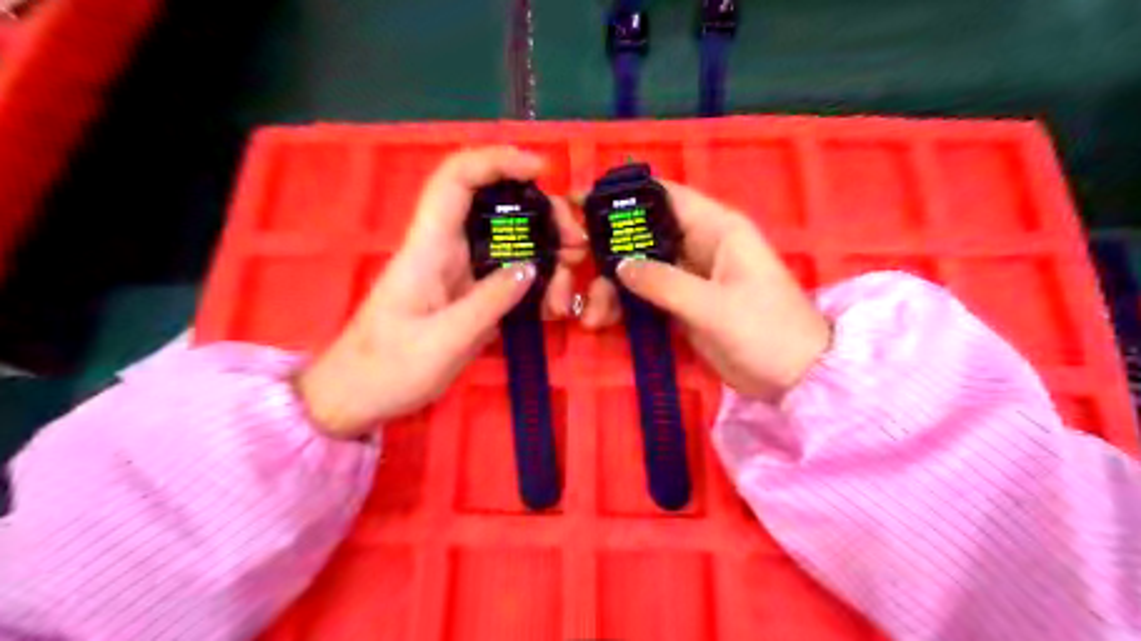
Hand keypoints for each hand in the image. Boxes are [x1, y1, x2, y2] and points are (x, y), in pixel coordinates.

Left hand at [293, 146, 587, 437]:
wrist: (357, 396)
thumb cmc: (388, 369)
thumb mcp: (444, 341)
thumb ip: (490, 302)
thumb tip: (531, 268)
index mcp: (429, 248)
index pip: (457, 180)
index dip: (497, 162)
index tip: (541, 171)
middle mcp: (445, 250)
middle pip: (495, 206)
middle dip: (541, 214)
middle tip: (575, 244)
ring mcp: (459, 272)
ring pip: (508, 240)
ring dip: (545, 251)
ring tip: (568, 283)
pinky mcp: (468, 294)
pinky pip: (508, 273)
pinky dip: (536, 280)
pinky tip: (553, 303)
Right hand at [588, 178, 830, 403]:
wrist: (794, 378)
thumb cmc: (766, 331)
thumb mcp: (713, 306)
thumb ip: (664, 283)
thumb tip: (619, 265)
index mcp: (717, 229)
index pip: (666, 196)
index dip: (625, 196)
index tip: (582, 202)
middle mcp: (700, 245)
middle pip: (644, 233)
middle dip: (607, 248)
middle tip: (571, 263)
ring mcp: (689, 276)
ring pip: (639, 267)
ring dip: (611, 285)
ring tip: (592, 314)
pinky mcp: (683, 304)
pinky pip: (645, 294)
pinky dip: (623, 304)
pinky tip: (602, 320)